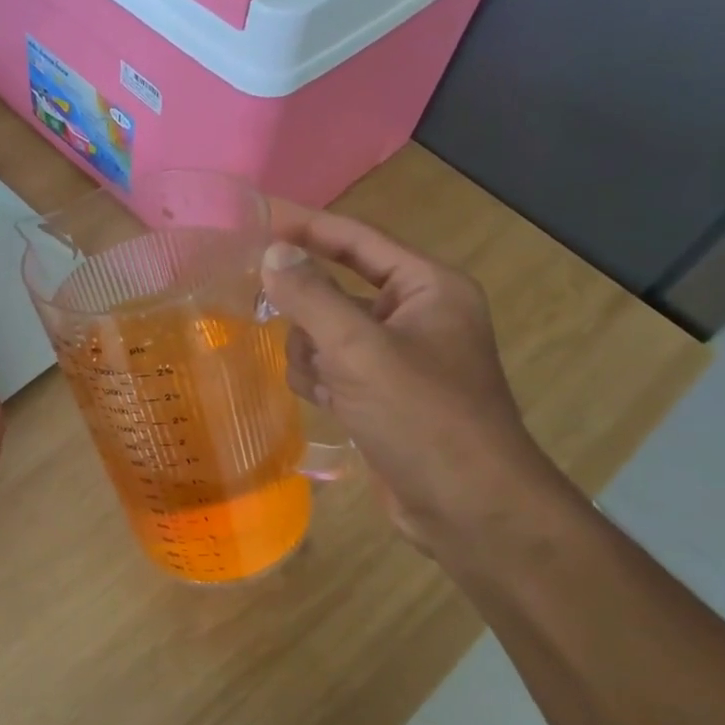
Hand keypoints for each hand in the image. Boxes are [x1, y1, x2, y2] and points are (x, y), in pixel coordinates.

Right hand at [262, 205, 560, 555]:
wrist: (467, 507)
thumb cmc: (422, 416)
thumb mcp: (360, 350)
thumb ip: (312, 297)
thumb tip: (274, 252)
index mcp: (427, 288)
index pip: (357, 241)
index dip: (308, 227)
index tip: (257, 217)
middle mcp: (415, 316)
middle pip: (336, 292)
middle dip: (309, 315)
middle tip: (267, 316)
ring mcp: (398, 360)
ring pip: (327, 335)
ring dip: (313, 355)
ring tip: (324, 384)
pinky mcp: (382, 397)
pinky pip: (334, 370)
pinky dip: (322, 382)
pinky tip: (328, 404)